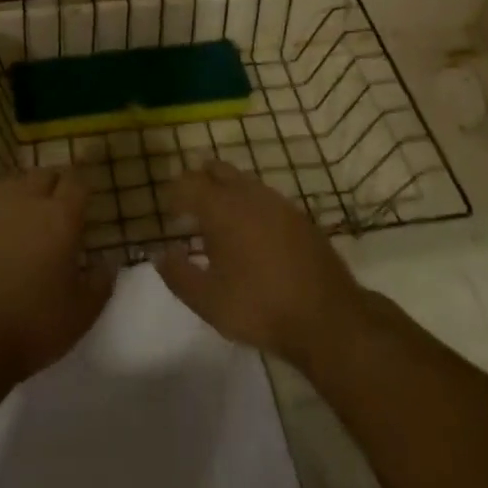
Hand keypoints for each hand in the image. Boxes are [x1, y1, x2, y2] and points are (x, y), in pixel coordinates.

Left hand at [0, 169, 114, 381]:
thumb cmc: (33, 323)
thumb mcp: (81, 312)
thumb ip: (100, 283)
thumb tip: (108, 263)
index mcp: (60, 217)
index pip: (75, 182)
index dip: (82, 186)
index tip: (86, 197)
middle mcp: (27, 203)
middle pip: (44, 174)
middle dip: (56, 182)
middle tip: (62, 202)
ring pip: (14, 182)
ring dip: (27, 189)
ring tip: (32, 208)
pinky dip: (2, 209)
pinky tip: (4, 230)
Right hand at [157, 163, 365, 368]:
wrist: (328, 318)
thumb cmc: (260, 308)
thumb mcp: (207, 301)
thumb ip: (177, 274)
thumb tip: (159, 253)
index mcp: (221, 208)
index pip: (188, 183)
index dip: (174, 195)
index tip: (170, 216)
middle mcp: (248, 194)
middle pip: (216, 169)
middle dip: (199, 182)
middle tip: (190, 208)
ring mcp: (277, 201)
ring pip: (243, 180)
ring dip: (225, 191)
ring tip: (219, 222)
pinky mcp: (298, 215)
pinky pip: (264, 196)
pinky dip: (249, 204)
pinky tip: (251, 233)